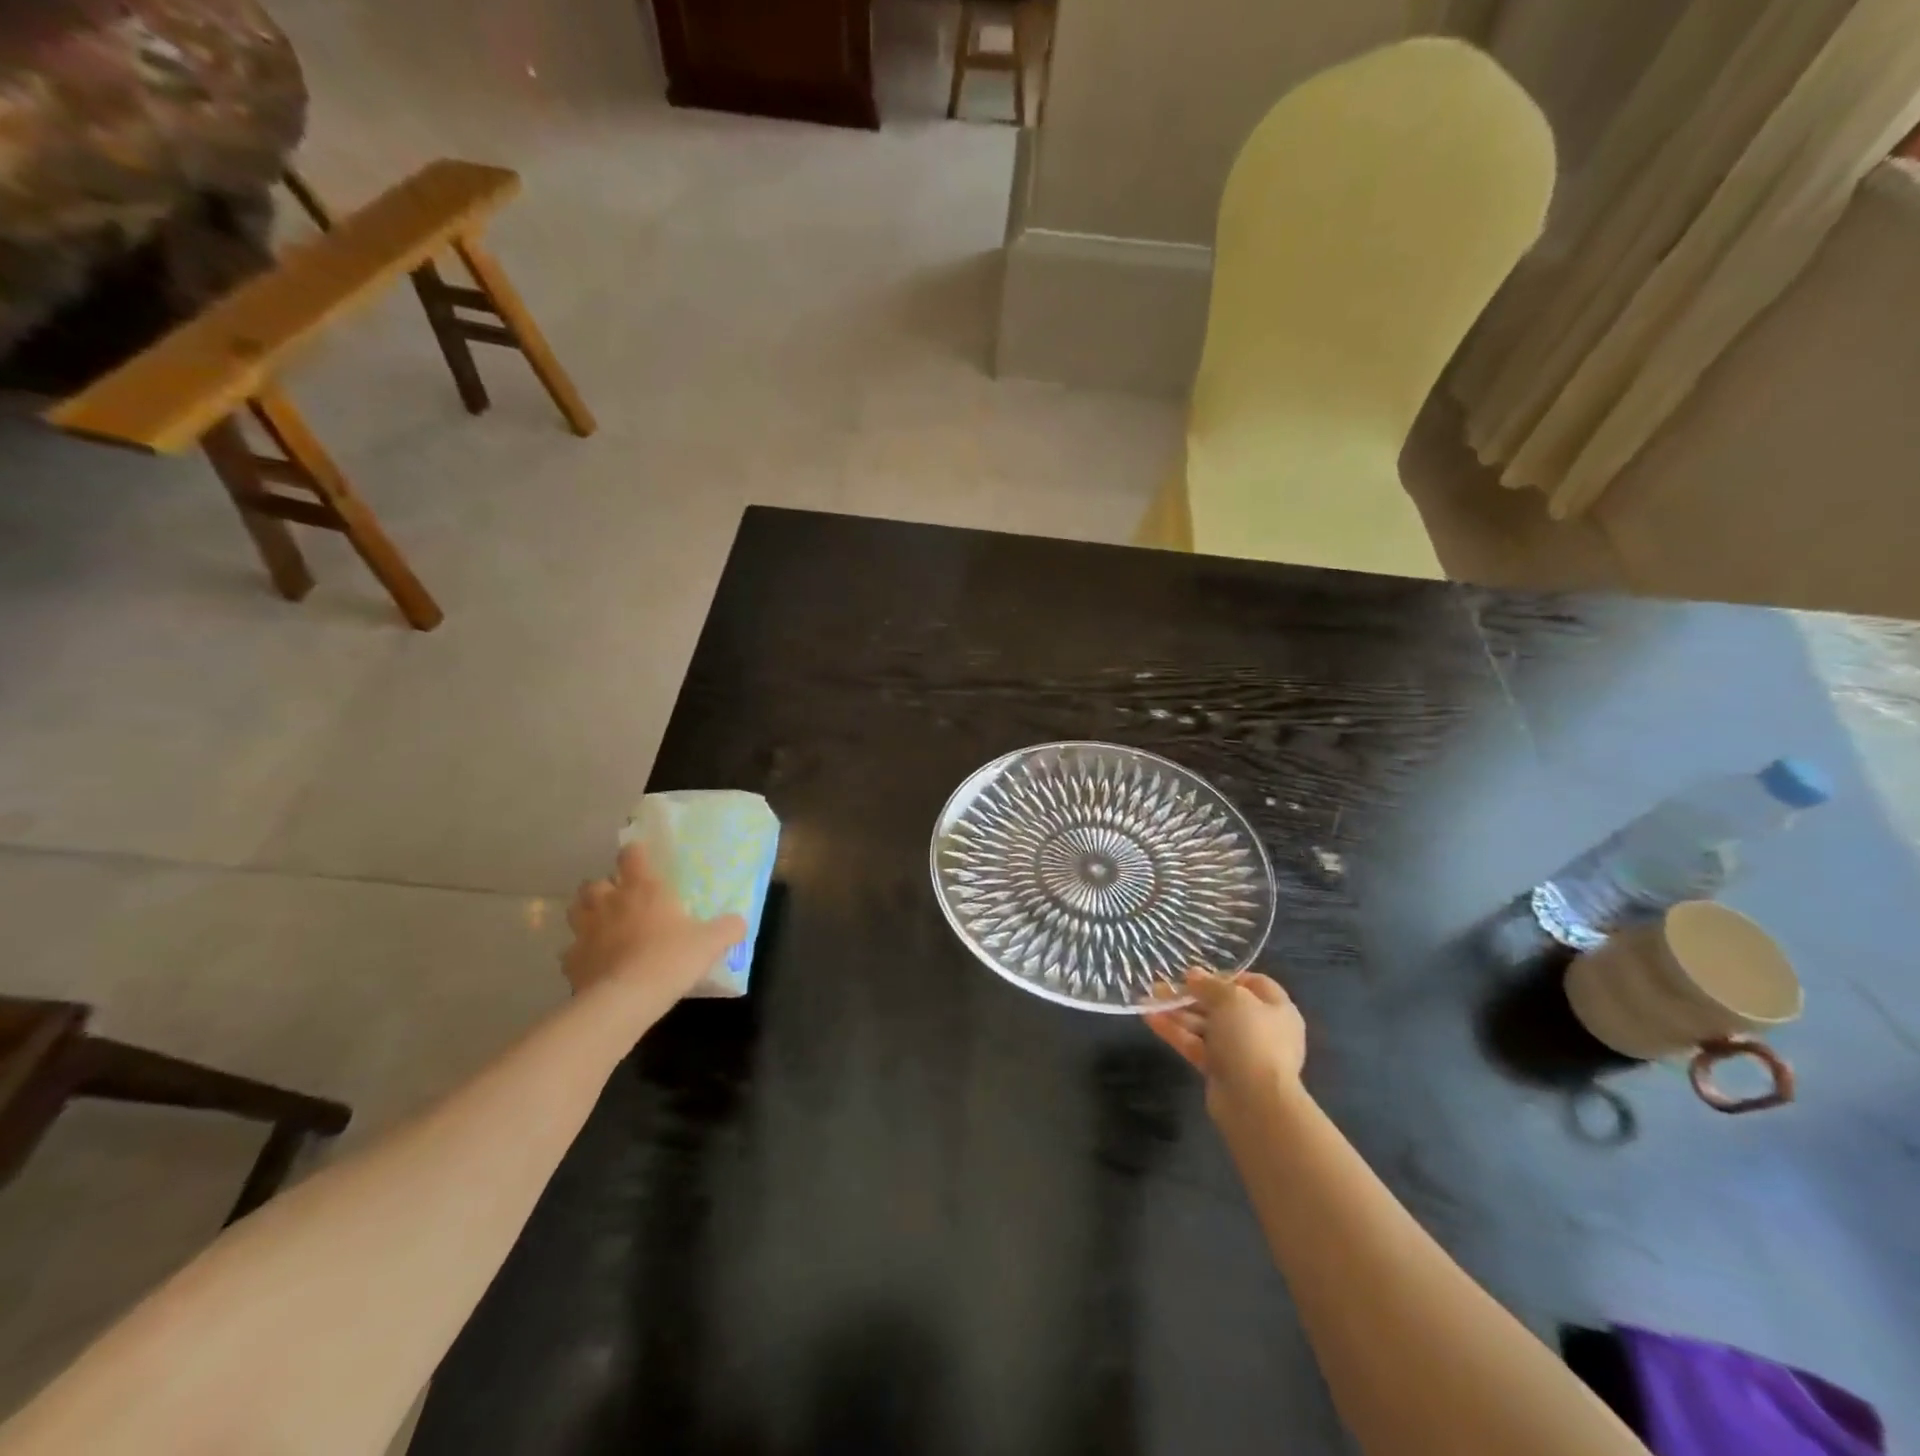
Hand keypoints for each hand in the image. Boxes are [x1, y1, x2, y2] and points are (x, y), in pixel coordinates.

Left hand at [562, 844, 745, 1000]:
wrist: (626, 998)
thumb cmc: (671, 958)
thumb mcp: (711, 942)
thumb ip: (727, 928)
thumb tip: (739, 922)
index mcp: (643, 888)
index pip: (631, 855)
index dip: (634, 853)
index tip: (640, 857)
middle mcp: (610, 902)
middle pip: (594, 883)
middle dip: (603, 887)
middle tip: (620, 899)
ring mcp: (585, 931)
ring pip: (575, 910)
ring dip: (586, 913)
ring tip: (602, 925)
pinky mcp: (571, 960)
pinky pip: (571, 950)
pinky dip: (580, 953)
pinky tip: (594, 963)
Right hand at [1146, 969, 1306, 1115]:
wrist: (1255, 1102)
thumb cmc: (1251, 1039)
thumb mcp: (1231, 999)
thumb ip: (1210, 984)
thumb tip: (1194, 975)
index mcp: (1276, 1009)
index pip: (1253, 984)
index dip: (1225, 976)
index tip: (1197, 973)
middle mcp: (1260, 1029)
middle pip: (1222, 1005)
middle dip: (1191, 994)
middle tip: (1163, 985)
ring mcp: (1239, 1052)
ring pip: (1205, 1026)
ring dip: (1178, 1012)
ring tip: (1148, 999)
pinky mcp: (1220, 1071)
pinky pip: (1196, 1045)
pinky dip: (1175, 1032)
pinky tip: (1150, 1018)